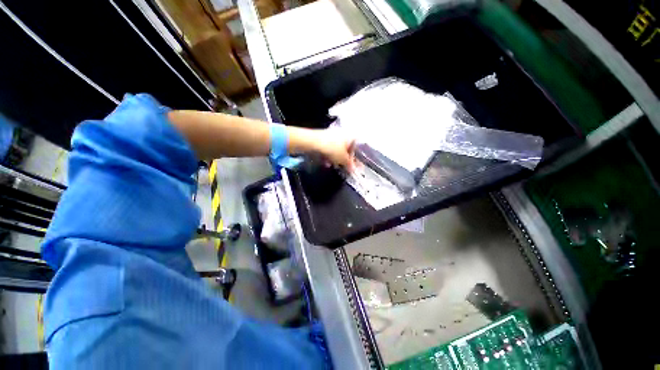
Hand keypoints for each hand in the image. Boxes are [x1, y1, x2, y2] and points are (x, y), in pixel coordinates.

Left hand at [315, 129, 356, 171]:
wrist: (313, 142)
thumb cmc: (332, 149)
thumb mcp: (343, 159)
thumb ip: (349, 165)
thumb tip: (352, 169)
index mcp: (349, 136)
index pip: (355, 147)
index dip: (352, 157)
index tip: (349, 165)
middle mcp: (342, 133)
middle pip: (344, 148)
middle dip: (342, 158)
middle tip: (340, 165)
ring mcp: (331, 134)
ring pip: (335, 149)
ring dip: (334, 158)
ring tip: (331, 164)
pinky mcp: (322, 137)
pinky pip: (328, 148)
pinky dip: (327, 155)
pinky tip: (325, 162)